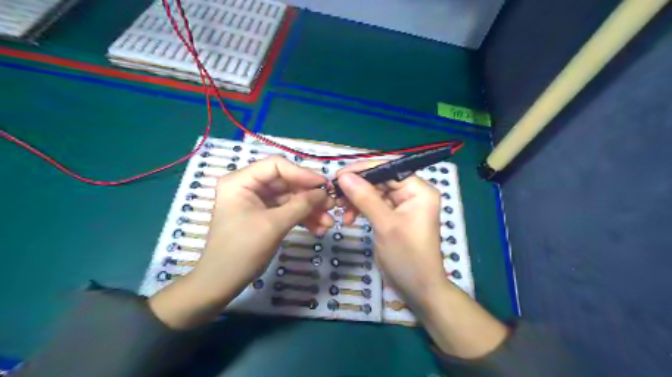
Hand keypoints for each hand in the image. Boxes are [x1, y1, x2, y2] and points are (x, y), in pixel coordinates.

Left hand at [149, 154, 331, 327]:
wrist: (223, 282)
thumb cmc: (243, 250)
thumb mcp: (274, 225)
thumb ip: (301, 205)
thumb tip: (324, 192)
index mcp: (242, 181)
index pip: (277, 165)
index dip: (302, 173)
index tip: (324, 186)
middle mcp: (250, 186)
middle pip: (287, 182)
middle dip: (310, 196)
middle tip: (331, 206)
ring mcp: (258, 201)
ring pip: (290, 197)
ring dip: (310, 209)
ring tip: (328, 223)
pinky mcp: (265, 215)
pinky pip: (288, 210)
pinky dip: (303, 218)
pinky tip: (318, 229)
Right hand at [336, 161, 502, 355]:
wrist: (418, 289)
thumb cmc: (407, 256)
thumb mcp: (385, 225)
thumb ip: (365, 197)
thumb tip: (344, 176)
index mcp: (418, 190)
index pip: (389, 168)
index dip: (364, 169)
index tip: (339, 175)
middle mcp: (412, 193)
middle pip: (380, 180)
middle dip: (357, 187)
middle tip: (335, 195)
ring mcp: (402, 206)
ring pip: (374, 192)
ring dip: (356, 199)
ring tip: (340, 210)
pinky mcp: (393, 217)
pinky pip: (374, 205)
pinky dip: (360, 209)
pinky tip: (348, 219)